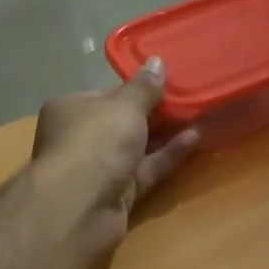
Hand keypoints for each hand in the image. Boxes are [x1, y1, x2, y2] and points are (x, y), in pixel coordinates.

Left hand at [32, 59, 199, 245]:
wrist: (81, 206)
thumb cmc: (96, 141)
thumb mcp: (125, 106)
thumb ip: (144, 88)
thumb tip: (157, 62)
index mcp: (70, 109)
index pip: (106, 94)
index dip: (136, 89)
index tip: (166, 82)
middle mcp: (80, 138)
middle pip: (122, 122)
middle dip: (154, 113)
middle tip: (188, 97)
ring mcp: (98, 169)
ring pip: (136, 148)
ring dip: (165, 134)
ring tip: (198, 115)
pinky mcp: (117, 194)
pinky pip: (146, 170)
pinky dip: (167, 156)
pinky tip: (195, 139)